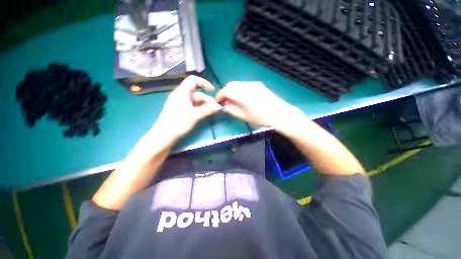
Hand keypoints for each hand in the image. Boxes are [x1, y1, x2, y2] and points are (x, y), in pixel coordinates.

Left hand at [152, 76, 221, 144]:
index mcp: (182, 92)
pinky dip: (200, 109)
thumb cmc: (178, 122)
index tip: (212, 90)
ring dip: (205, 105)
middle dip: (207, 99)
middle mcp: (182, 95)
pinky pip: (193, 106)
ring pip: (196, 101)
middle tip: (215, 108)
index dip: (204, 83)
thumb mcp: (195, 115)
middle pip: (197, 93)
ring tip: (212, 112)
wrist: (164, 135)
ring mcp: (181, 103)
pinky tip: (206, 113)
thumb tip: (219, 106)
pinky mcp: (182, 110)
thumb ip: (208, 110)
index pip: (193, 80)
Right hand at [215, 81, 298, 128]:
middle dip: (225, 93)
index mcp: (244, 95)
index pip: (226, 90)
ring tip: (234, 101)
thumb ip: (232, 110)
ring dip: (232, 91)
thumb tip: (224, 106)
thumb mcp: (245, 116)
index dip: (219, 96)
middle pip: (231, 85)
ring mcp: (254, 84)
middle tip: (226, 102)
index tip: (218, 102)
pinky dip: (239, 90)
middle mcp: (248, 86)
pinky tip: (242, 98)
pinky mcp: (258, 85)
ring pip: (237, 84)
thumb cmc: (262, 118)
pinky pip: (244, 85)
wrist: (280, 114)